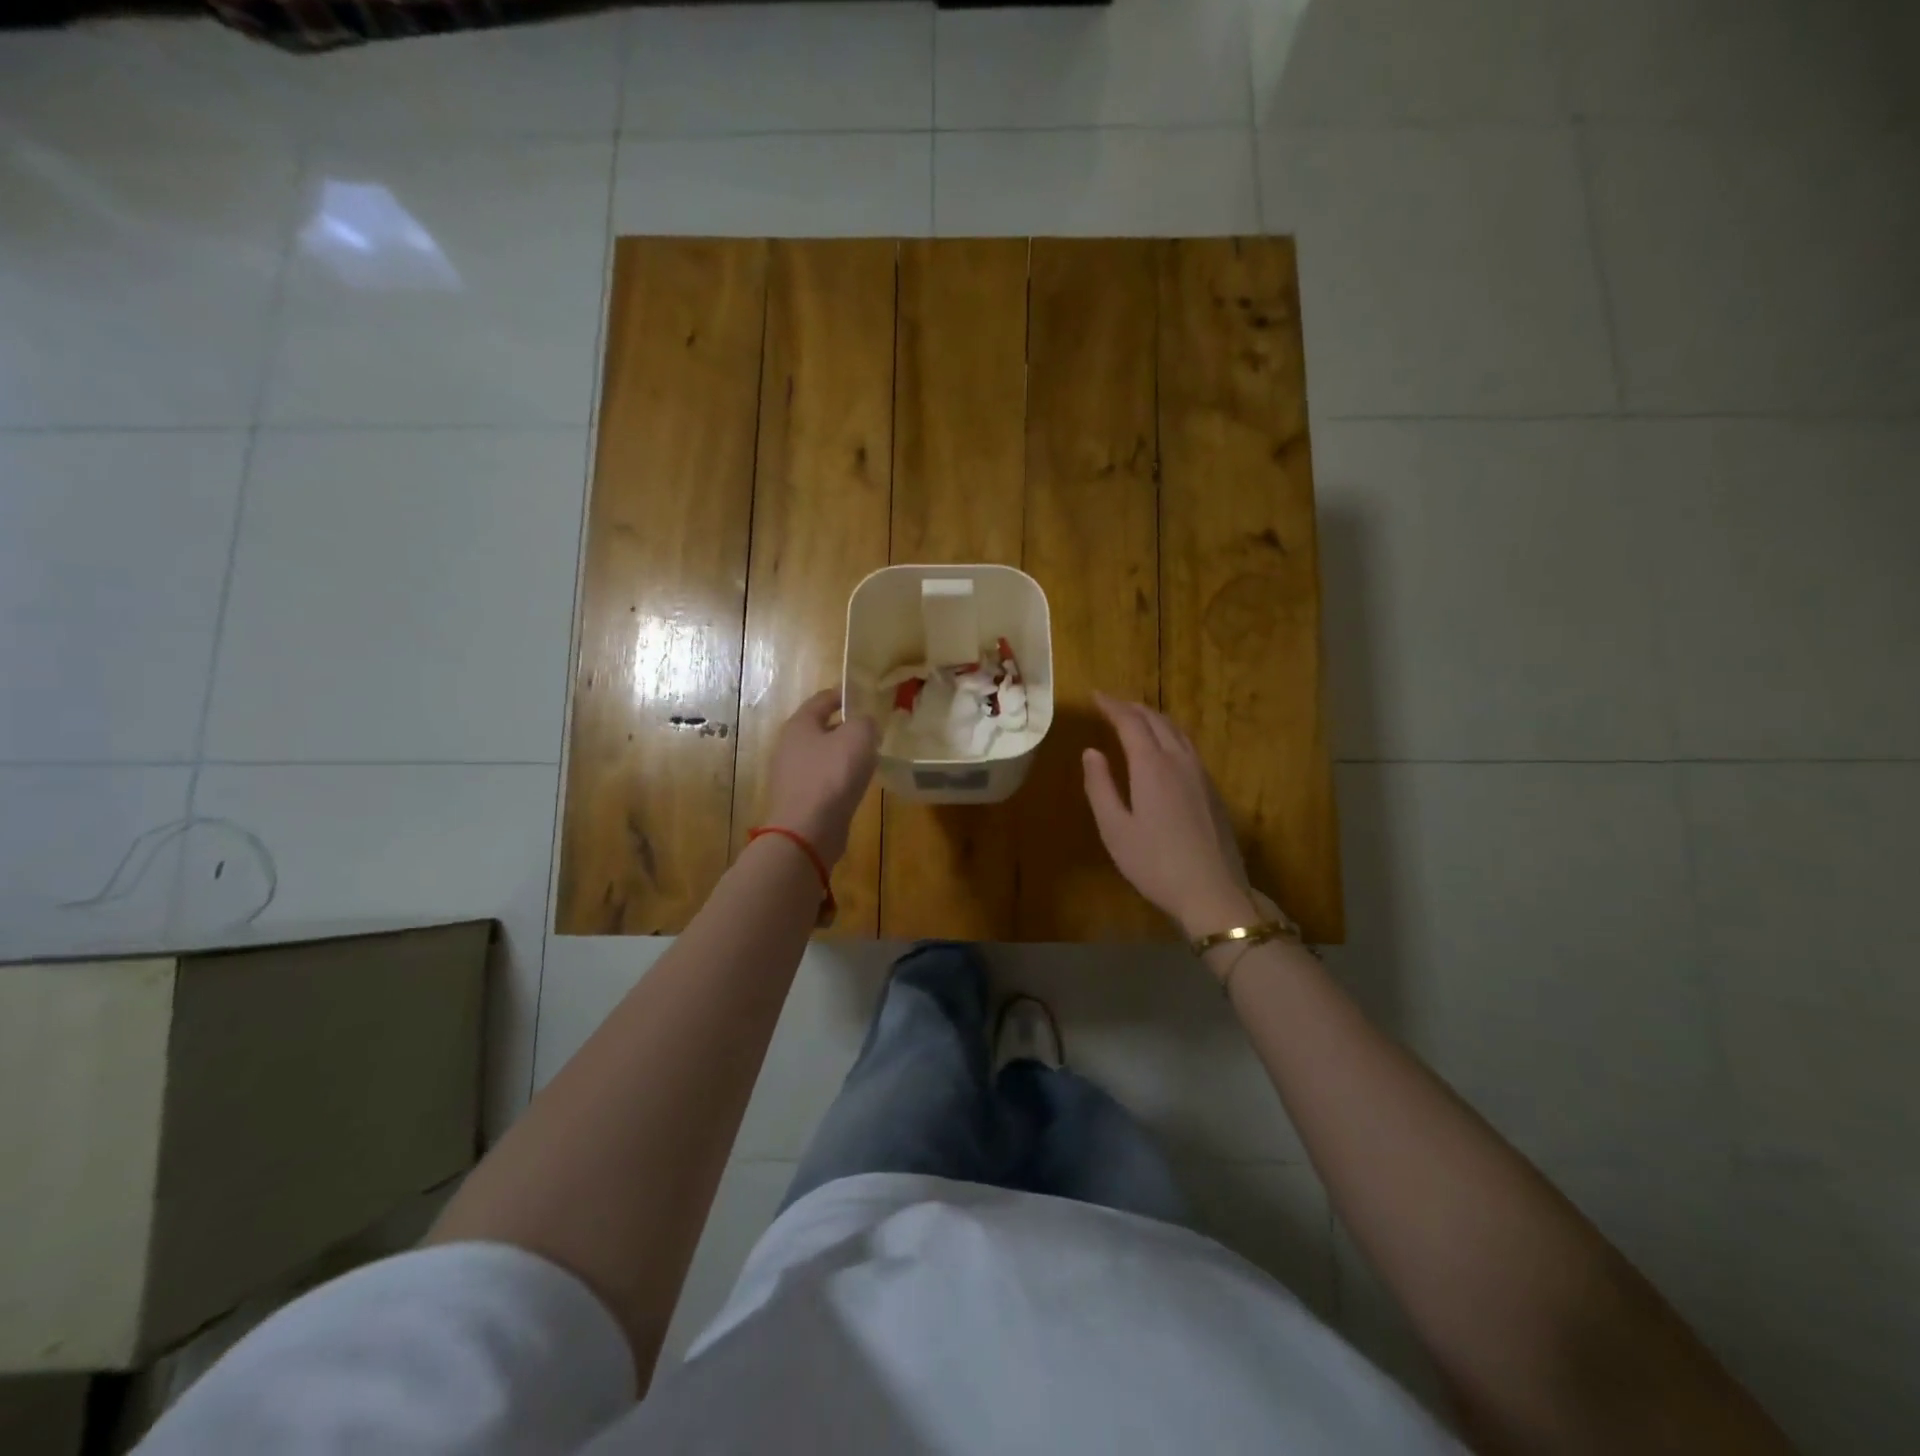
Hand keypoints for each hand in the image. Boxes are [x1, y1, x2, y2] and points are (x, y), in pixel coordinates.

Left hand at [763, 688, 879, 865]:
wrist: (808, 831)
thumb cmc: (832, 776)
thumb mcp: (858, 737)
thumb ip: (865, 721)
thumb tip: (866, 723)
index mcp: (800, 724)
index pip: (823, 698)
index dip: (845, 694)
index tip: (867, 695)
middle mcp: (790, 746)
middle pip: (822, 728)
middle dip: (847, 726)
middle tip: (873, 728)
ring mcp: (792, 775)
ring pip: (823, 755)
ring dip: (844, 754)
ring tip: (870, 757)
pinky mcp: (800, 799)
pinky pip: (824, 779)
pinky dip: (840, 777)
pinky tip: (858, 784)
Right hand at [1081, 691, 1261, 936]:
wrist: (1213, 892)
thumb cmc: (1155, 863)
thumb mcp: (1114, 829)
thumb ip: (1100, 786)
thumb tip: (1091, 752)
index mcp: (1152, 766)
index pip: (1130, 722)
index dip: (1112, 707)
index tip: (1095, 696)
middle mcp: (1179, 761)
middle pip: (1157, 721)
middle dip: (1133, 708)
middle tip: (1112, 704)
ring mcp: (1201, 775)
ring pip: (1177, 732)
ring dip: (1154, 719)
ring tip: (1136, 719)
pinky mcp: (1213, 791)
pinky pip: (1188, 747)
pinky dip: (1169, 735)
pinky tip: (1163, 749)